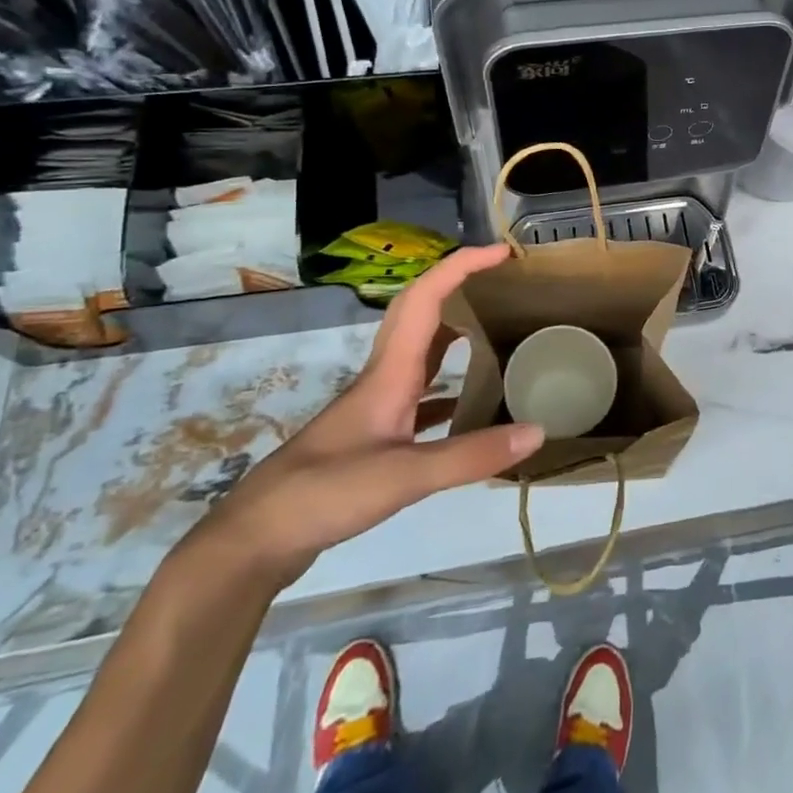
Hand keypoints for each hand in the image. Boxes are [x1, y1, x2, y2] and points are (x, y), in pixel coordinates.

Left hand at [198, 244, 543, 584]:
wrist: (255, 539)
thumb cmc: (323, 493)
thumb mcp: (403, 476)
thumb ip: (470, 455)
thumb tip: (537, 431)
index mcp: (390, 371)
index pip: (426, 297)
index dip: (462, 265)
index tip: (502, 253)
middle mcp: (384, 377)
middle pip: (422, 313)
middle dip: (460, 286)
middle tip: (504, 284)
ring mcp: (378, 406)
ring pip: (422, 351)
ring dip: (456, 330)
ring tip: (498, 331)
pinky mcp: (375, 434)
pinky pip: (421, 393)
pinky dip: (449, 386)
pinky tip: (472, 405)